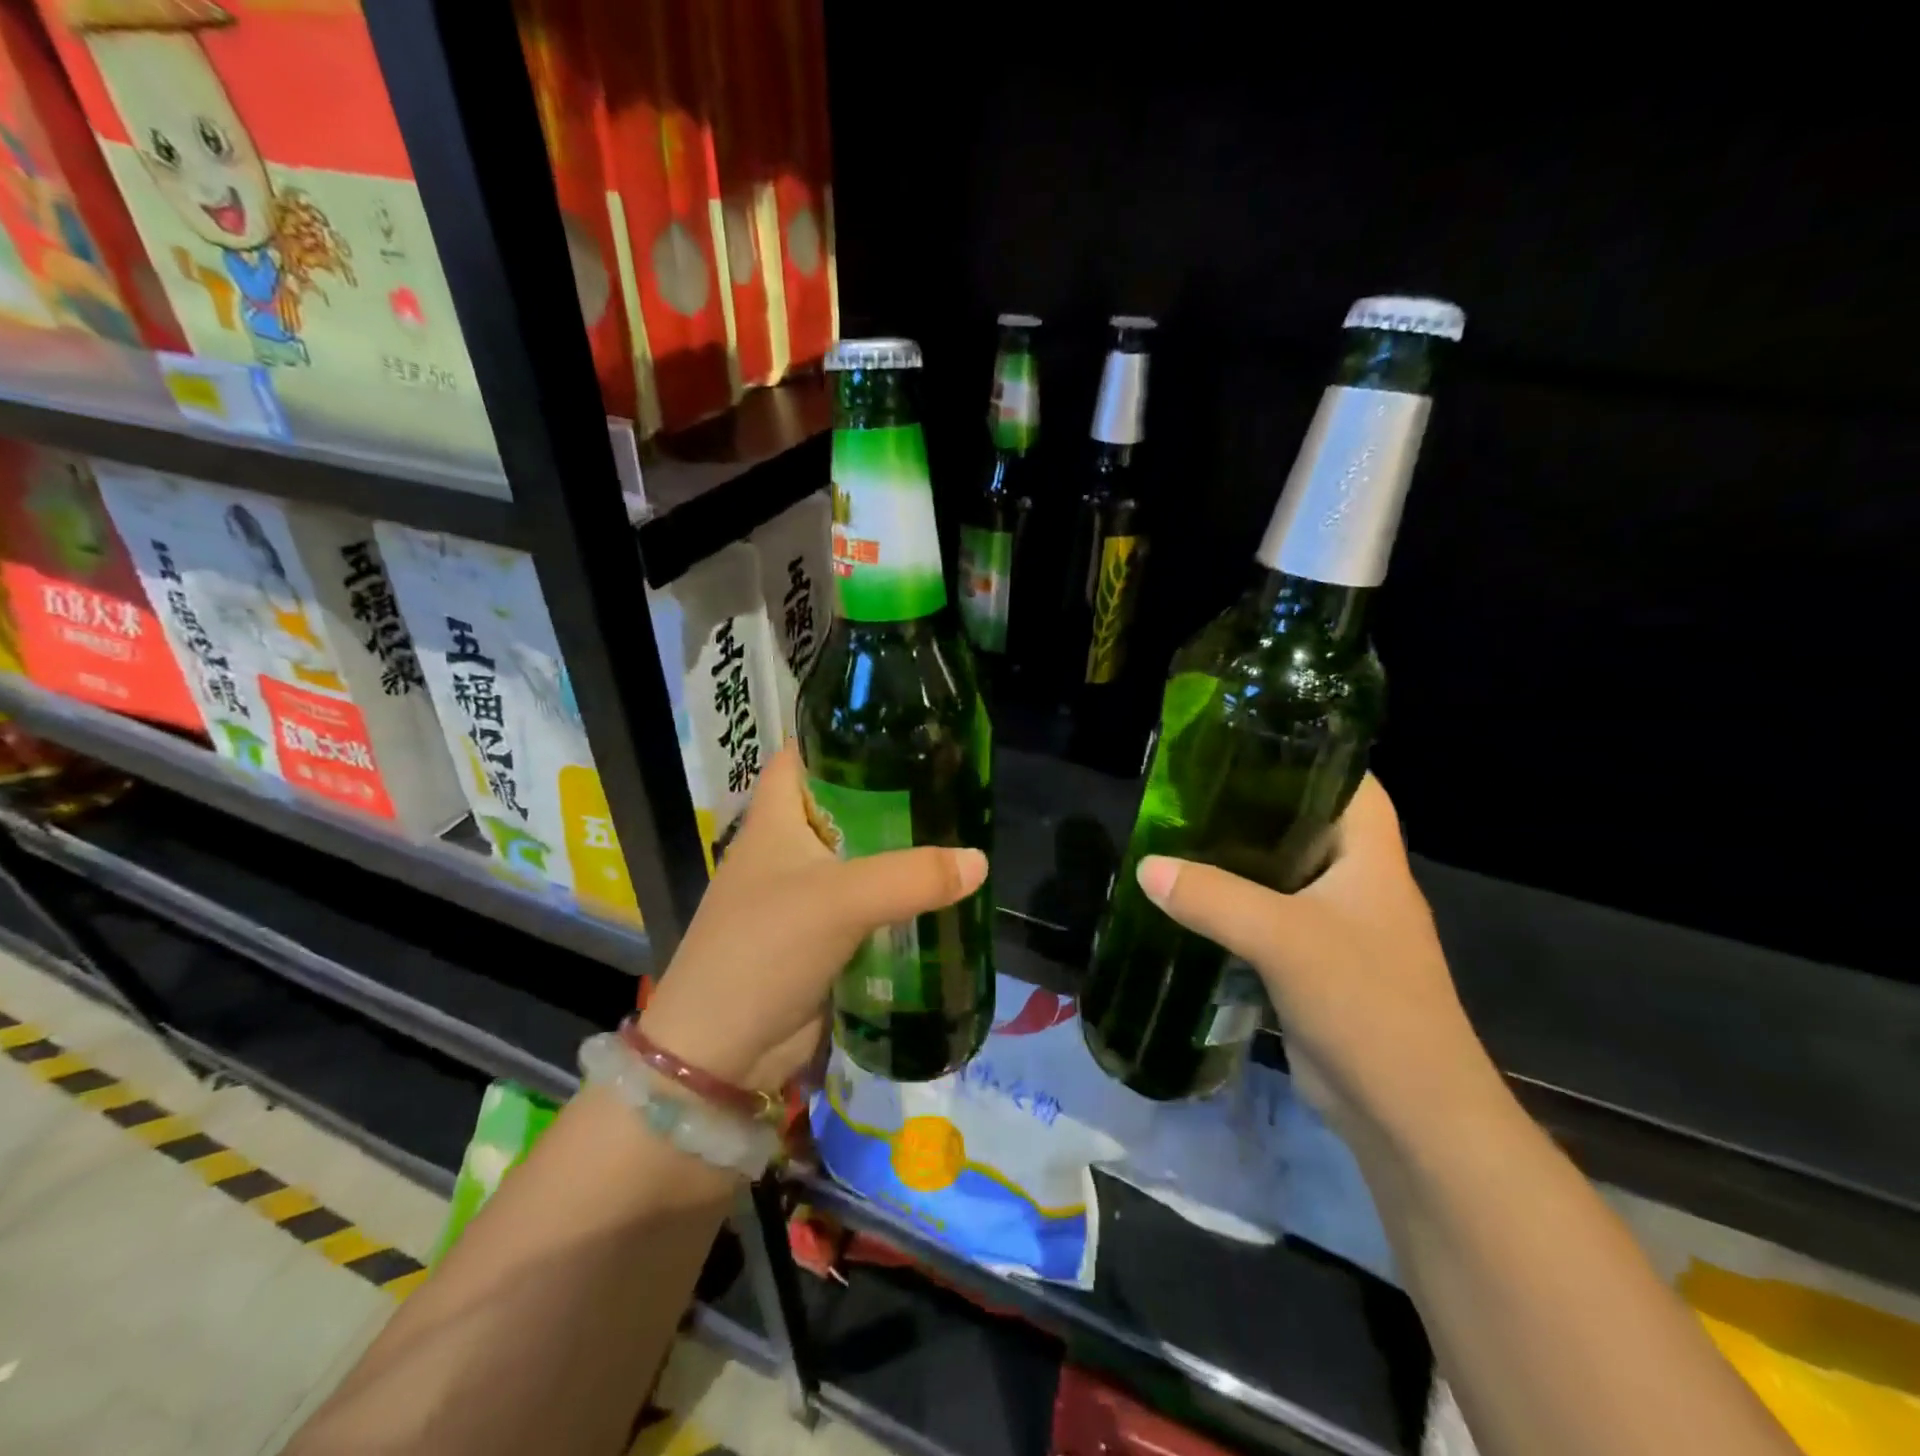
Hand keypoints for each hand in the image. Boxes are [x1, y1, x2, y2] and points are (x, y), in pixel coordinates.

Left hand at [636, 742, 987, 1094]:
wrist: (722, 1054)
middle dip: (891, 797)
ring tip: (957, 835)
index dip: (841, 736)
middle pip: (843, 807)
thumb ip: (912, 876)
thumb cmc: (764, 949)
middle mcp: (788, 850)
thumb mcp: (840, 900)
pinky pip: (867, 906)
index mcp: (775, 819)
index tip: (898, 728)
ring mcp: (804, 896)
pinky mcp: (821, 938)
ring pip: (860, 859)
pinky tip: (939, 897)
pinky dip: (898, 901)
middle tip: (950, 784)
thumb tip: (979, 861)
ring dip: (900, 854)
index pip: (804, 755)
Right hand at [1136, 776, 1501, 1157]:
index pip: (1348, 782)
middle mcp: (1356, 883)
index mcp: (1370, 857)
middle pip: (1302, 825)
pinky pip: (1266, 920)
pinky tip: (1188, 902)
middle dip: (1250, 806)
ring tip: (1177, 836)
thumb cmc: (1366, 1004)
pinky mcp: (1312, 966)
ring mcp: (1336, 927)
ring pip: (1278, 876)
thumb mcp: (1284, 939)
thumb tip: (1146, 866)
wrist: (1408, 1114)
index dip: (1306, 754)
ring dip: (1235, 861)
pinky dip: (1231, 908)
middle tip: (1189, 789)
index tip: (1244, 742)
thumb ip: (1213, 898)